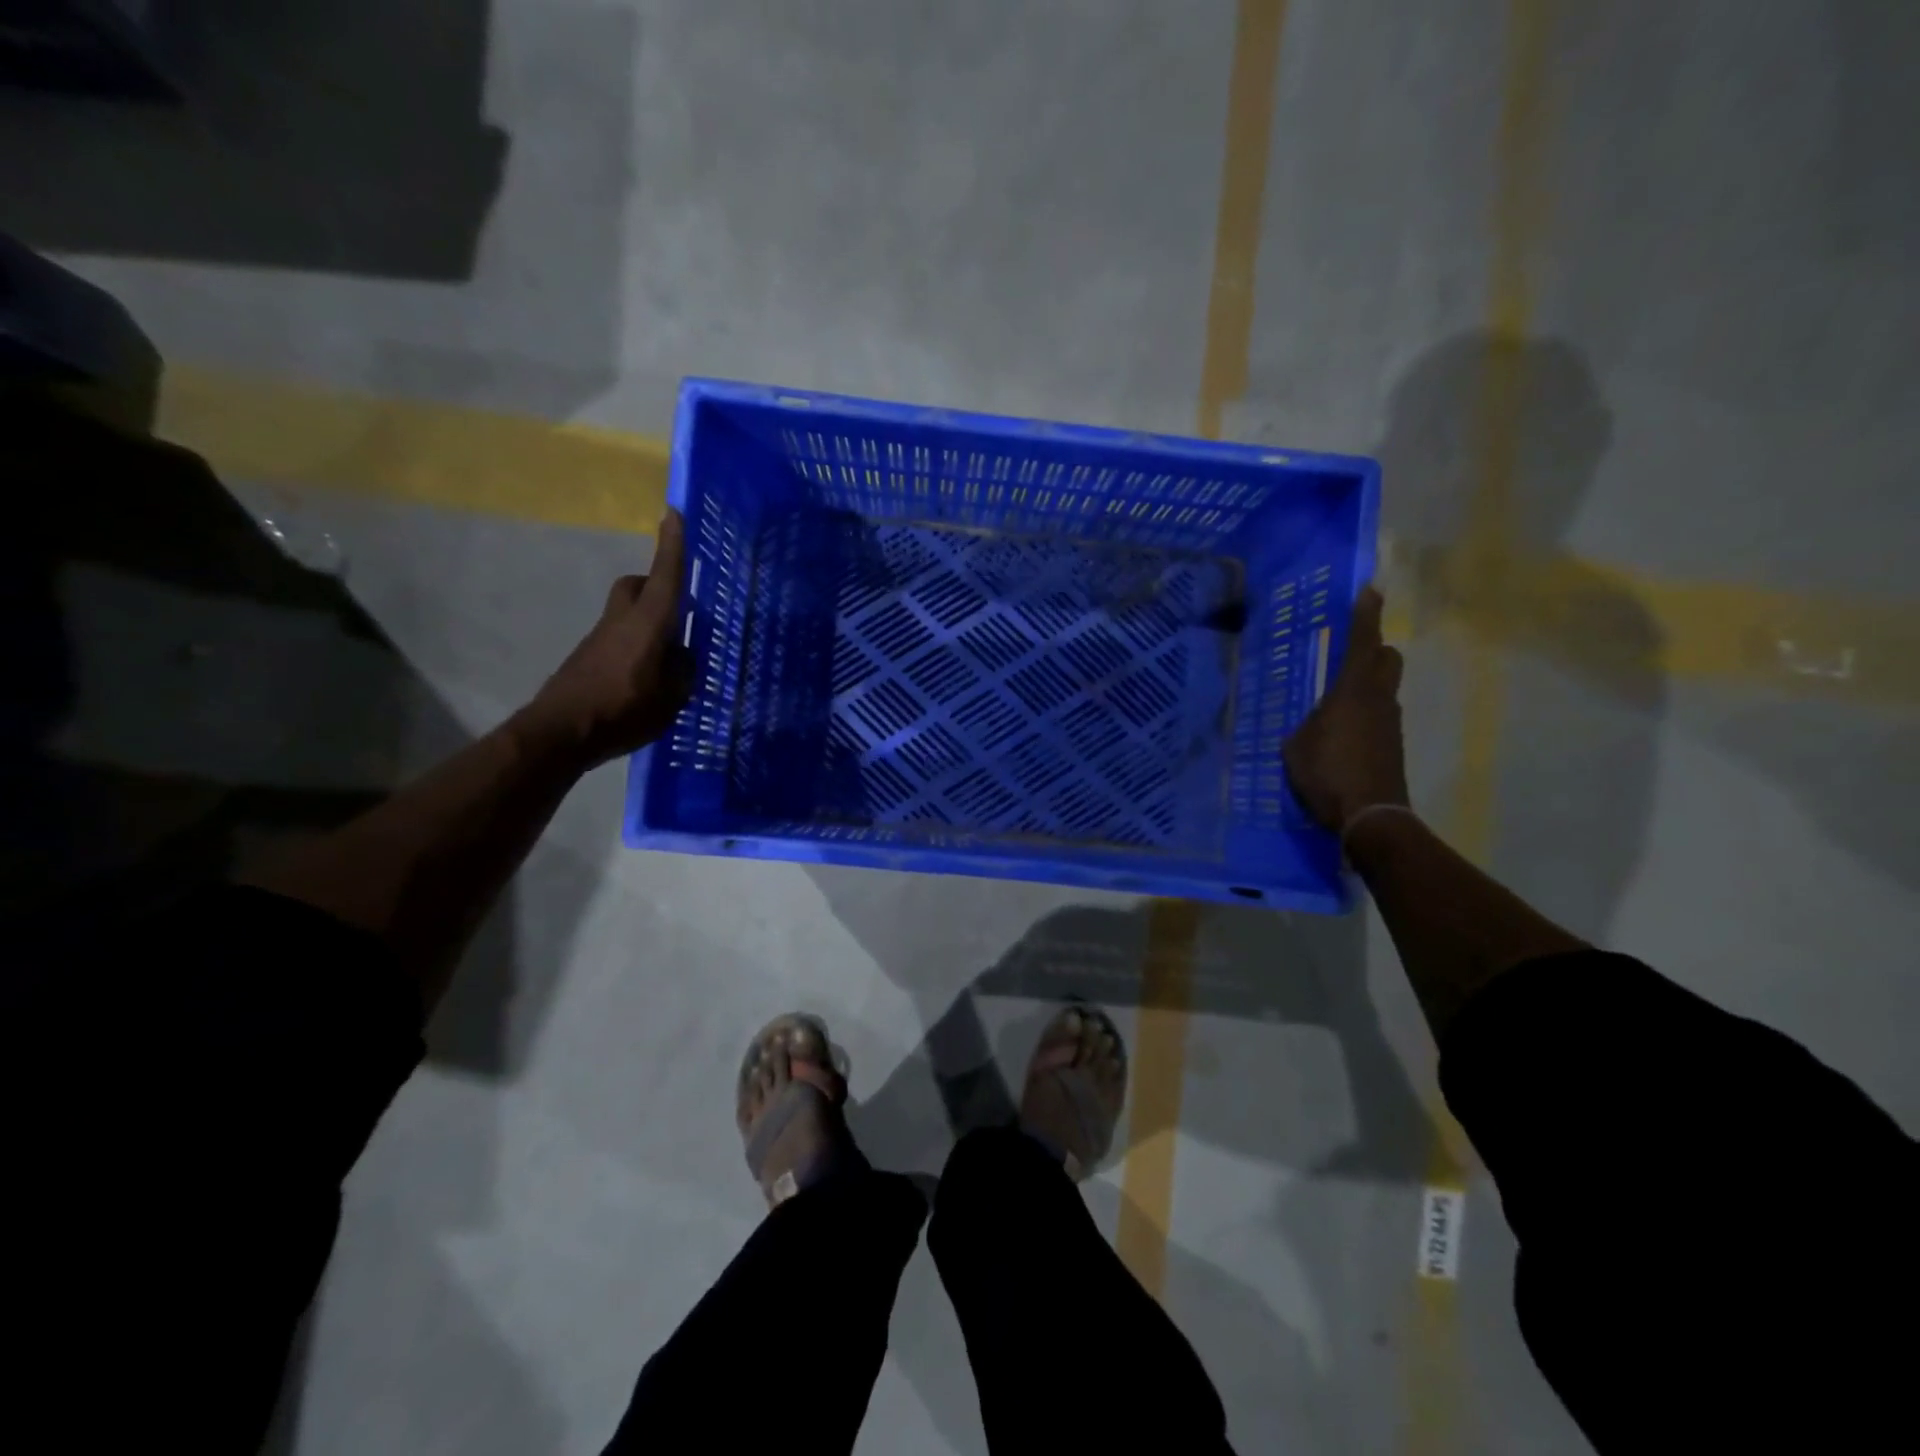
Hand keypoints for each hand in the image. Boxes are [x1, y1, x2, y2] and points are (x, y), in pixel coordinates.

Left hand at [519, 510, 692, 767]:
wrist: (559, 732)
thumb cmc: (622, 711)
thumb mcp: (671, 698)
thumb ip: (682, 672)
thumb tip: (683, 656)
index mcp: (648, 625)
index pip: (665, 576)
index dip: (671, 545)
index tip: (673, 512)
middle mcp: (622, 621)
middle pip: (637, 586)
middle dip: (656, 585)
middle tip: (677, 609)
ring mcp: (601, 638)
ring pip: (628, 612)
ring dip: (648, 621)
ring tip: (668, 657)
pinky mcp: (589, 657)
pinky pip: (619, 637)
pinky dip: (635, 645)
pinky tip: (645, 678)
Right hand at [1282, 587, 1408, 832]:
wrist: (1372, 816)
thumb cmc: (1327, 773)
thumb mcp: (1296, 747)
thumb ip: (1305, 726)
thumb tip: (1314, 725)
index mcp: (1353, 692)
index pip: (1362, 642)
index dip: (1365, 615)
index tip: (1370, 590)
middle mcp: (1379, 700)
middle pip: (1387, 659)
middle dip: (1374, 650)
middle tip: (1351, 653)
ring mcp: (1390, 724)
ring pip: (1383, 690)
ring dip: (1365, 688)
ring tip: (1333, 707)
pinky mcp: (1391, 747)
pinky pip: (1377, 718)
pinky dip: (1363, 717)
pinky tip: (1340, 738)